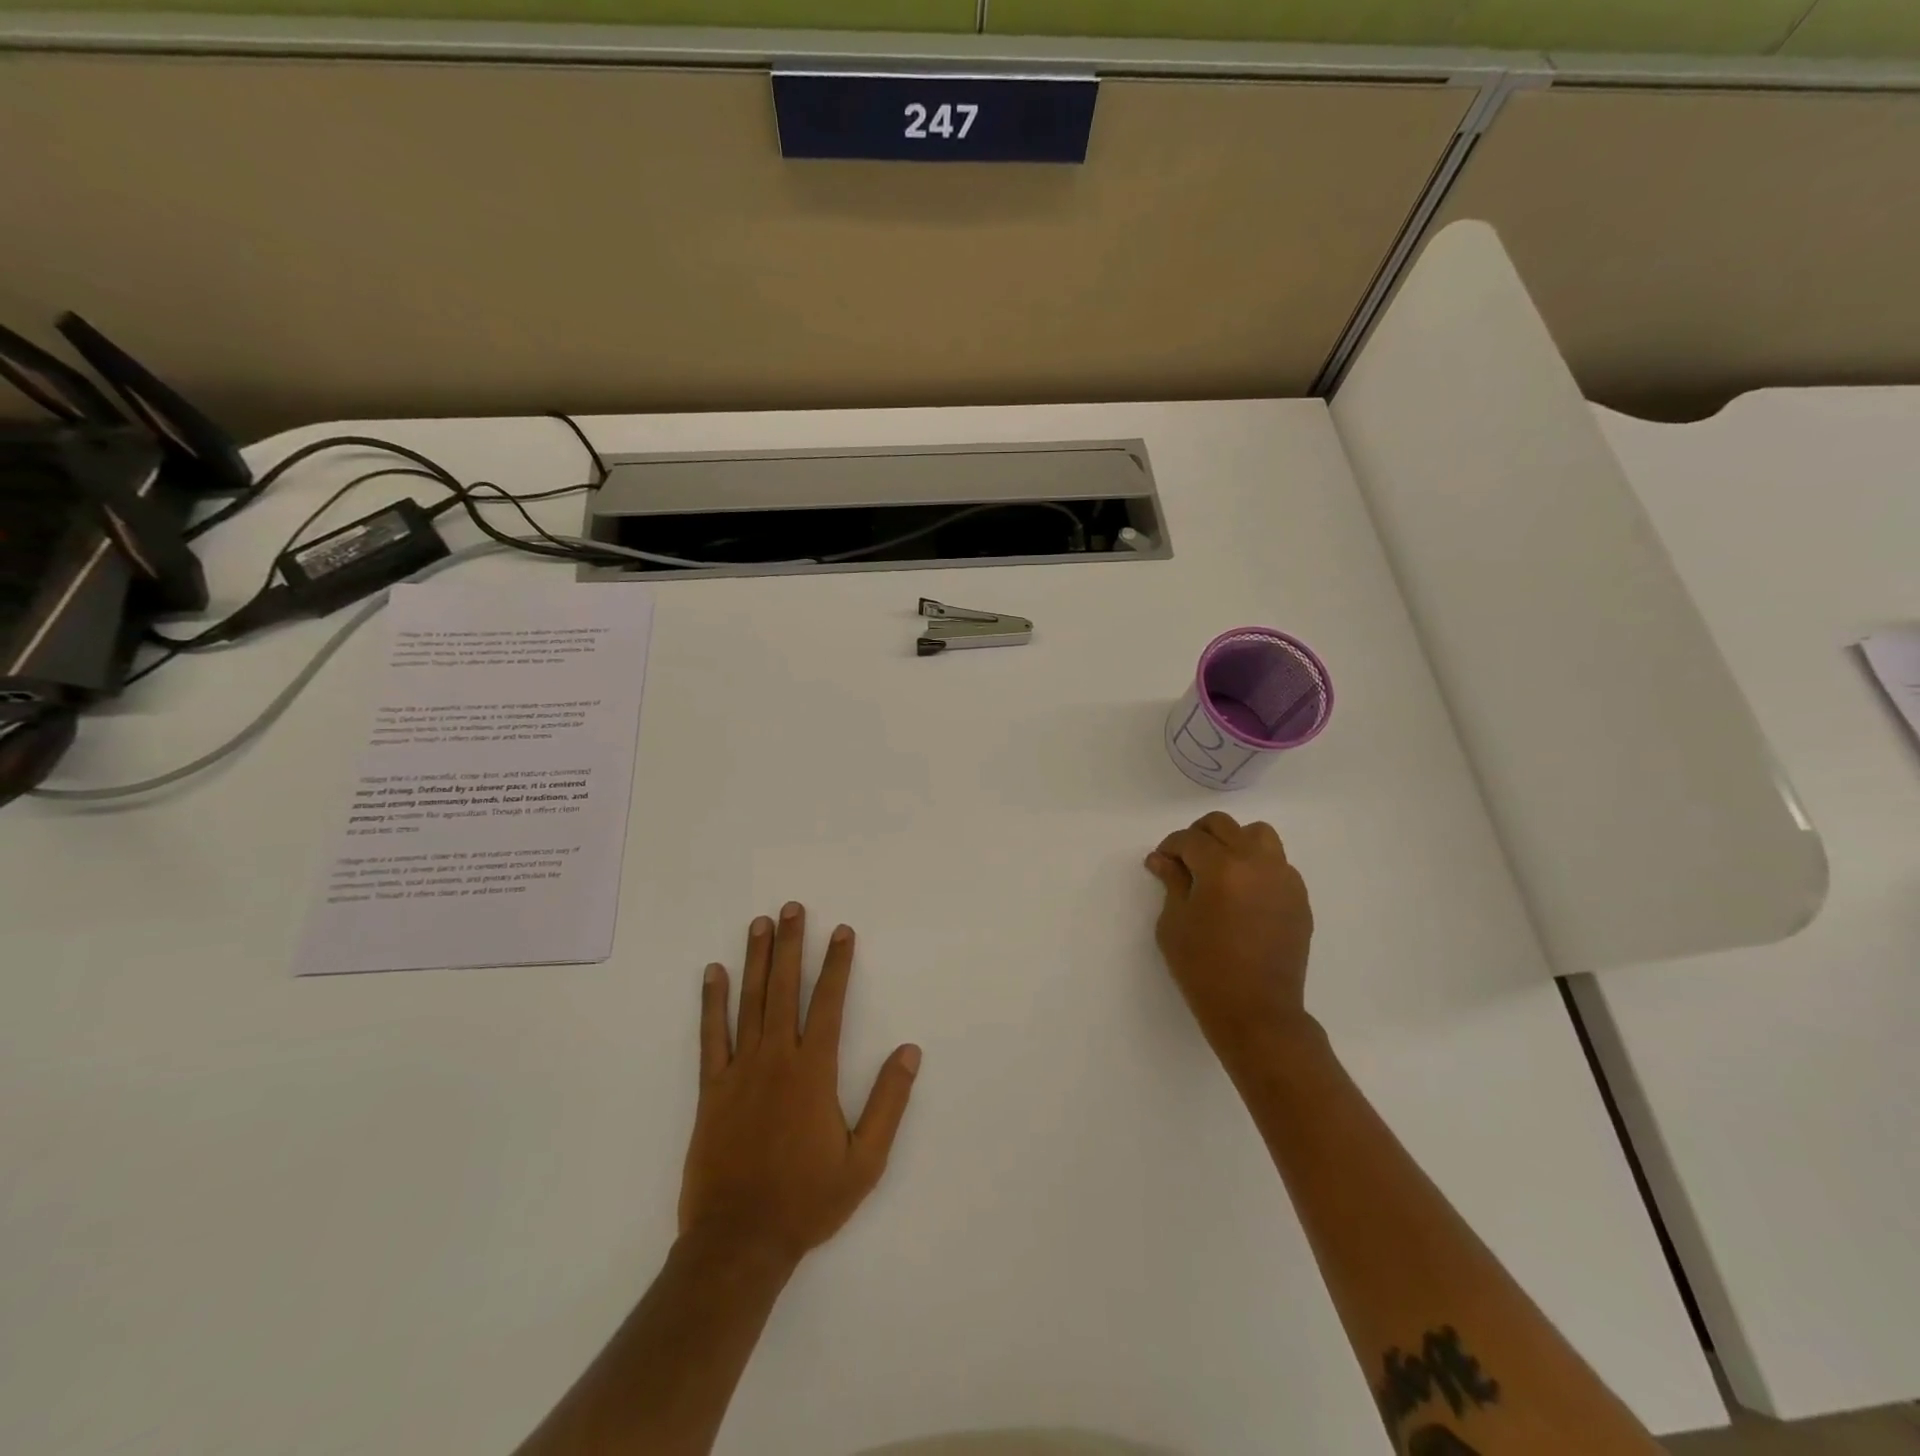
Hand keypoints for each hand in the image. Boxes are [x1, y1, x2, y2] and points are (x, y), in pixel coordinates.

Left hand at [679, 902, 920, 1268]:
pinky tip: (714, 973)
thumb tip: (909, 1051)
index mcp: (813, 1071)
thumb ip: (888, 1102)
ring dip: (756, 960)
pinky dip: (711, 1002)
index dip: (836, 963)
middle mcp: (776, 1059)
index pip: (828, 1002)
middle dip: (790, 944)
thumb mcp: (865, 1161)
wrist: (739, 1242)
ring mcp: (739, 1070)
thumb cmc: (807, 1200)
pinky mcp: (712, 1089)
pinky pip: (711, 1035)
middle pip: (785, 988)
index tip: (841, 931)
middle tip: (791, 908)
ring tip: (759, 924)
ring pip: (749, 1002)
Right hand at [1145, 812, 1316, 1059]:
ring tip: (1219, 868)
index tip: (1161, 863)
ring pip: (1258, 835)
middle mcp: (1257, 863)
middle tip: (1185, 861)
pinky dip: (1257, 865)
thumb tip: (1162, 859)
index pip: (1190, 839)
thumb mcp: (1174, 924)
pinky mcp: (1299, 897)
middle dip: (1199, 836)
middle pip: (1224, 826)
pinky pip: (1277, 863)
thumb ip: (1172, 882)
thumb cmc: (1204, 969)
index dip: (1170, 847)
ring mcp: (1284, 879)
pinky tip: (1242, 892)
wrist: (1256, 1011)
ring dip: (1234, 842)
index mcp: (1222, 868)